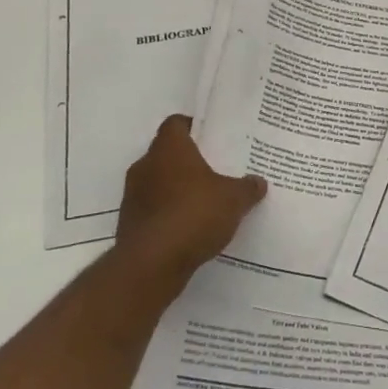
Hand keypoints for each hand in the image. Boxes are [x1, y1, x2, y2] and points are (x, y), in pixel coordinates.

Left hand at [115, 115, 266, 296]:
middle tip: (215, 170)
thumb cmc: (193, 215)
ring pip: (158, 182)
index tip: (212, 138)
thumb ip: (247, 188)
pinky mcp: (129, 223)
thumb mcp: (233, 199)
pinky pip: (153, 210)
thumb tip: (258, 182)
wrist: (151, 265)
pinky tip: (190, 228)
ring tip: (205, 202)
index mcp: (169, 148)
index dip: (193, 127)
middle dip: (189, 161)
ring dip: (177, 190)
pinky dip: (168, 214)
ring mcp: (133, 195)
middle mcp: (146, 165)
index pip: (176, 123)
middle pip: (167, 153)